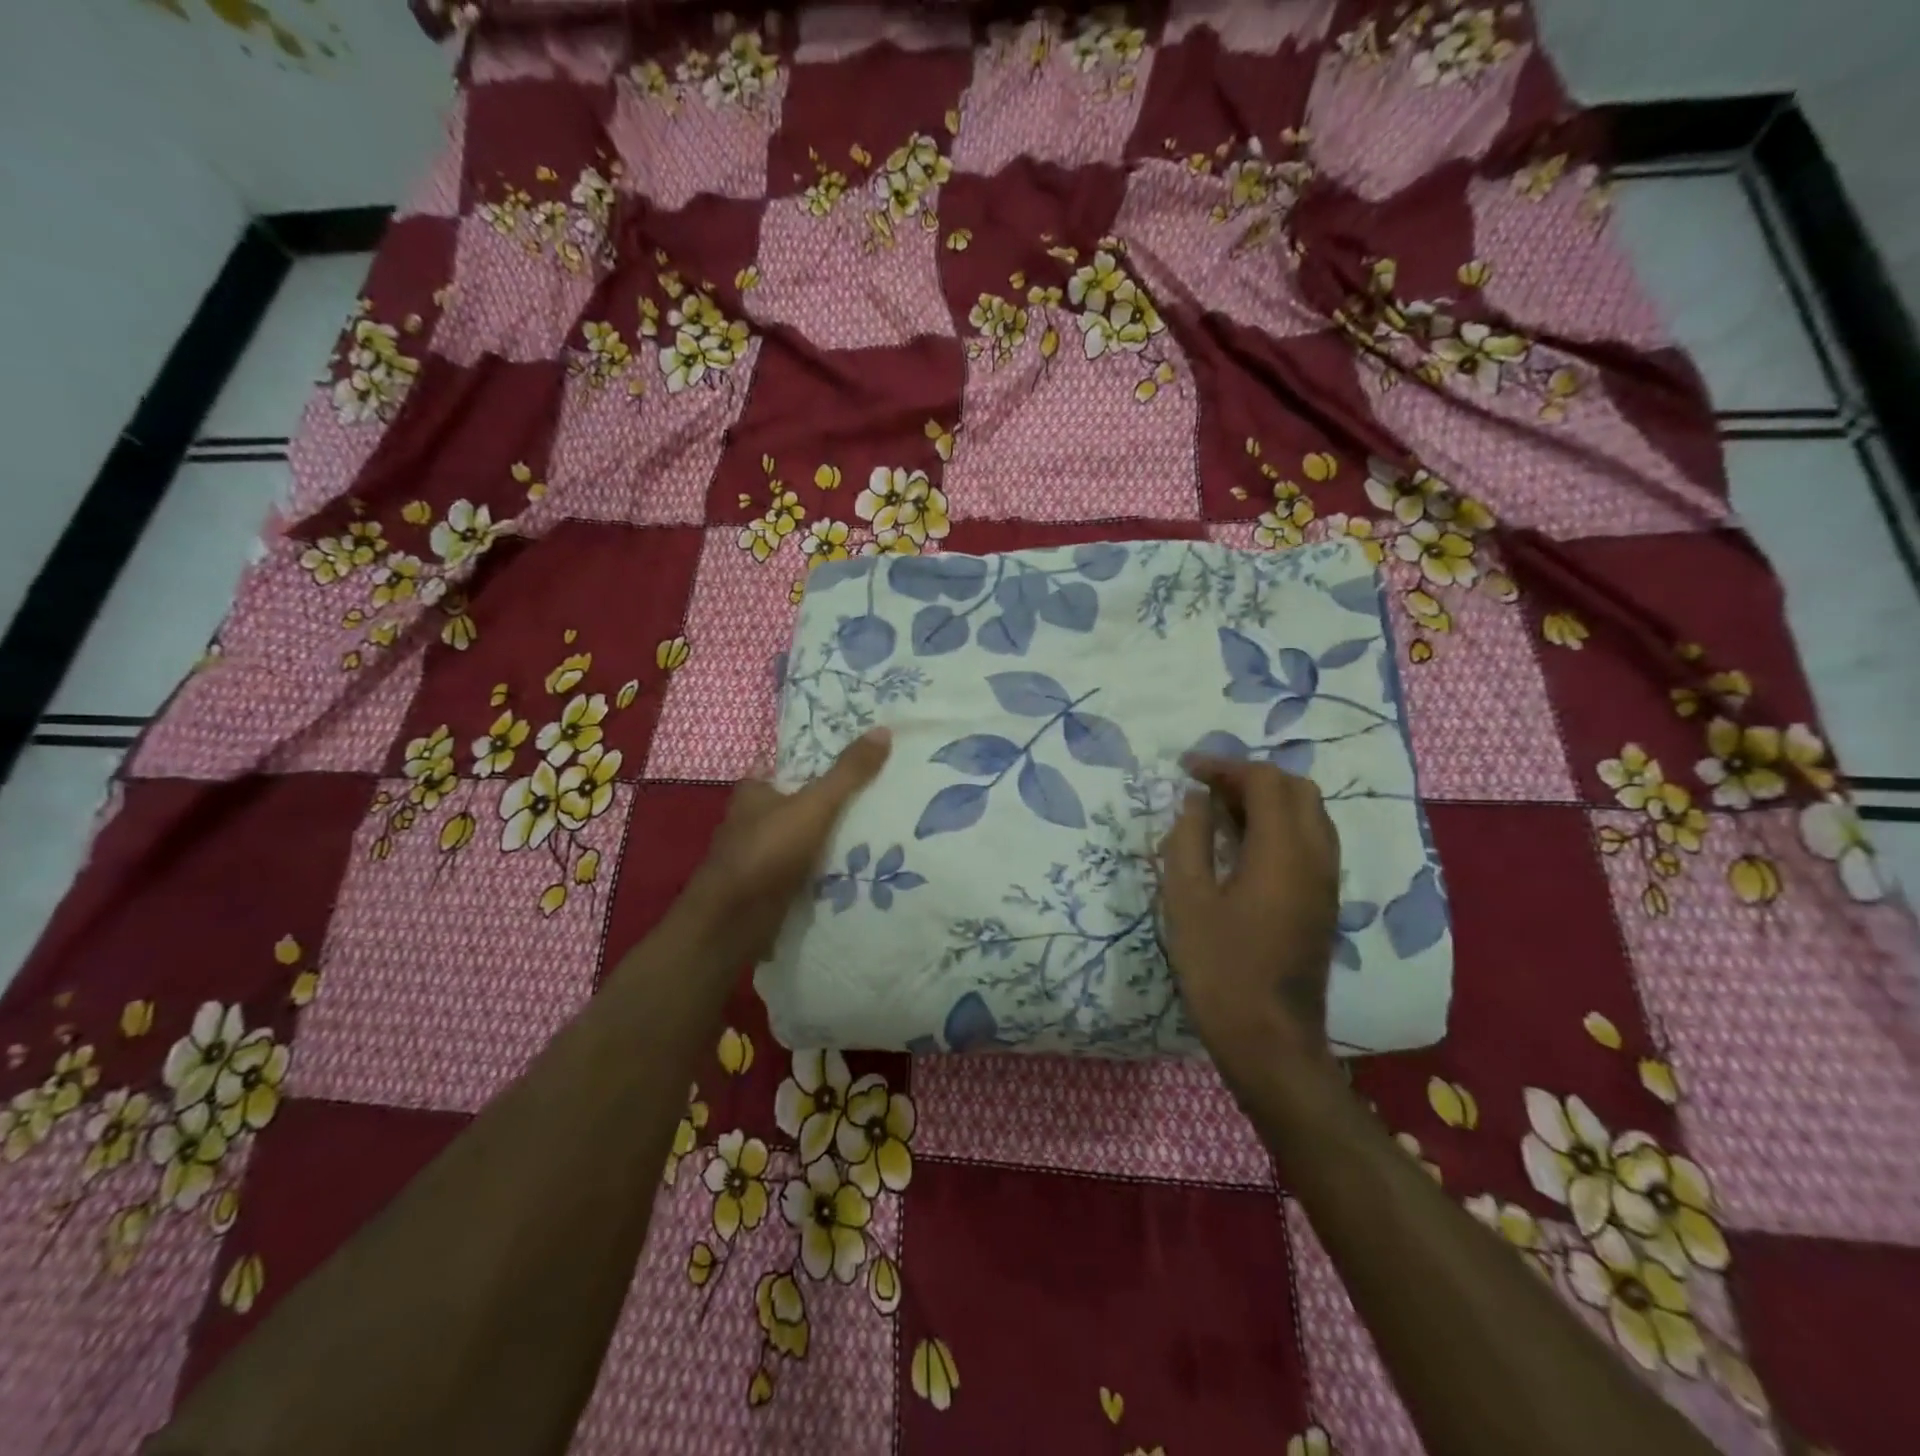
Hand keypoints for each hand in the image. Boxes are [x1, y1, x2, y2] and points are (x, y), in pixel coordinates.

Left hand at [685, 727, 892, 959]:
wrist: (732, 923)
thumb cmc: (767, 852)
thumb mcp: (814, 805)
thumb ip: (848, 773)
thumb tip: (883, 730)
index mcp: (753, 793)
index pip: (786, 768)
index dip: (815, 764)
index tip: (853, 764)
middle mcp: (750, 821)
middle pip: (795, 805)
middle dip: (826, 805)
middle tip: (874, 799)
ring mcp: (756, 858)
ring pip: (798, 840)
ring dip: (825, 841)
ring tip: (873, 836)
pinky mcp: (764, 889)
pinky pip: (799, 872)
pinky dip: (820, 871)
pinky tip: (852, 872)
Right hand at [1160, 757, 1340, 1071]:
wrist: (1269, 1040)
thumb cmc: (1219, 968)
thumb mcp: (1186, 899)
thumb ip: (1189, 839)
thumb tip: (1195, 799)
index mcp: (1283, 851)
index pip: (1265, 781)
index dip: (1225, 766)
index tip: (1186, 768)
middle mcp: (1316, 856)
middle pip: (1296, 789)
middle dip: (1250, 777)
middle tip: (1205, 788)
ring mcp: (1326, 880)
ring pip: (1309, 814)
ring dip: (1267, 800)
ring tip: (1220, 811)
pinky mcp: (1323, 901)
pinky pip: (1310, 841)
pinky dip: (1278, 825)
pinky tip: (1242, 845)